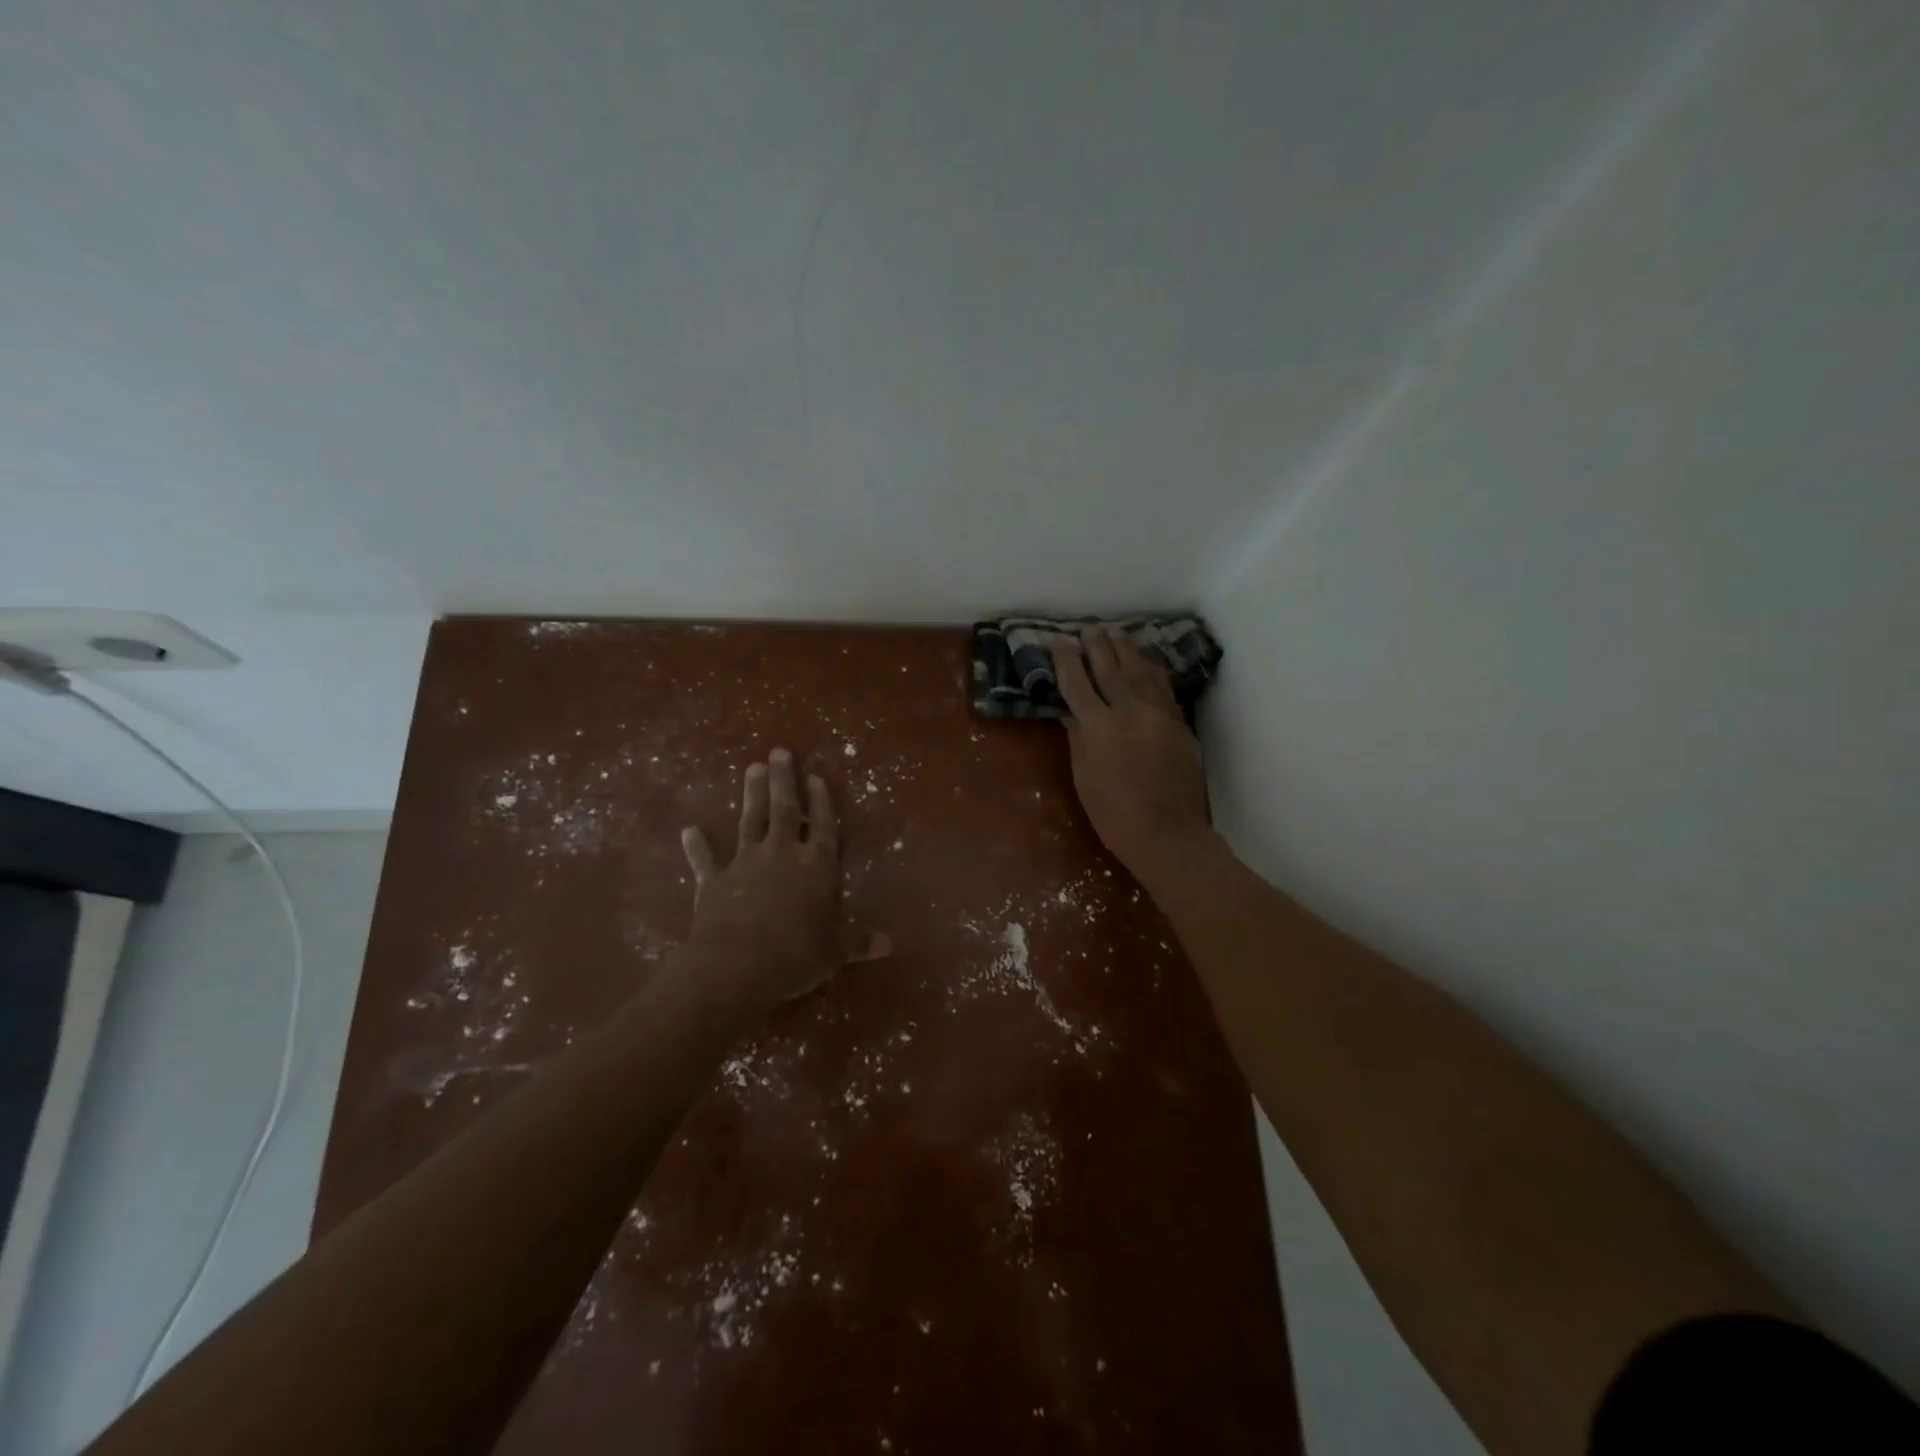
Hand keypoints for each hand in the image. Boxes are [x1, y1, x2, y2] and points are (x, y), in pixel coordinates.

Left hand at [678, 750, 884, 1013]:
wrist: (737, 965)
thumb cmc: (796, 956)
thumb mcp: (835, 952)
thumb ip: (859, 942)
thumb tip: (889, 944)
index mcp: (817, 865)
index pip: (822, 824)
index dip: (821, 800)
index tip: (815, 776)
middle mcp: (782, 853)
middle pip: (784, 808)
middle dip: (783, 780)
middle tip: (779, 752)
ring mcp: (746, 862)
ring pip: (750, 820)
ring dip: (751, 794)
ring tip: (752, 768)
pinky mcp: (714, 879)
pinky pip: (705, 859)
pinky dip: (697, 845)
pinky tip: (689, 831)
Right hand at [1053, 630, 1211, 876]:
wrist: (1167, 833)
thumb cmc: (1114, 814)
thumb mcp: (1084, 776)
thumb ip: (1078, 738)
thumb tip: (1070, 712)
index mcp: (1099, 726)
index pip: (1078, 683)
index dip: (1067, 660)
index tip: (1059, 641)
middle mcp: (1129, 711)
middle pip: (1111, 669)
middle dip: (1097, 646)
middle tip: (1088, 628)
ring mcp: (1159, 714)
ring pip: (1141, 671)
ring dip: (1126, 650)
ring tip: (1115, 632)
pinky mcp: (1178, 723)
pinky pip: (1163, 687)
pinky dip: (1152, 669)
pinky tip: (1146, 659)